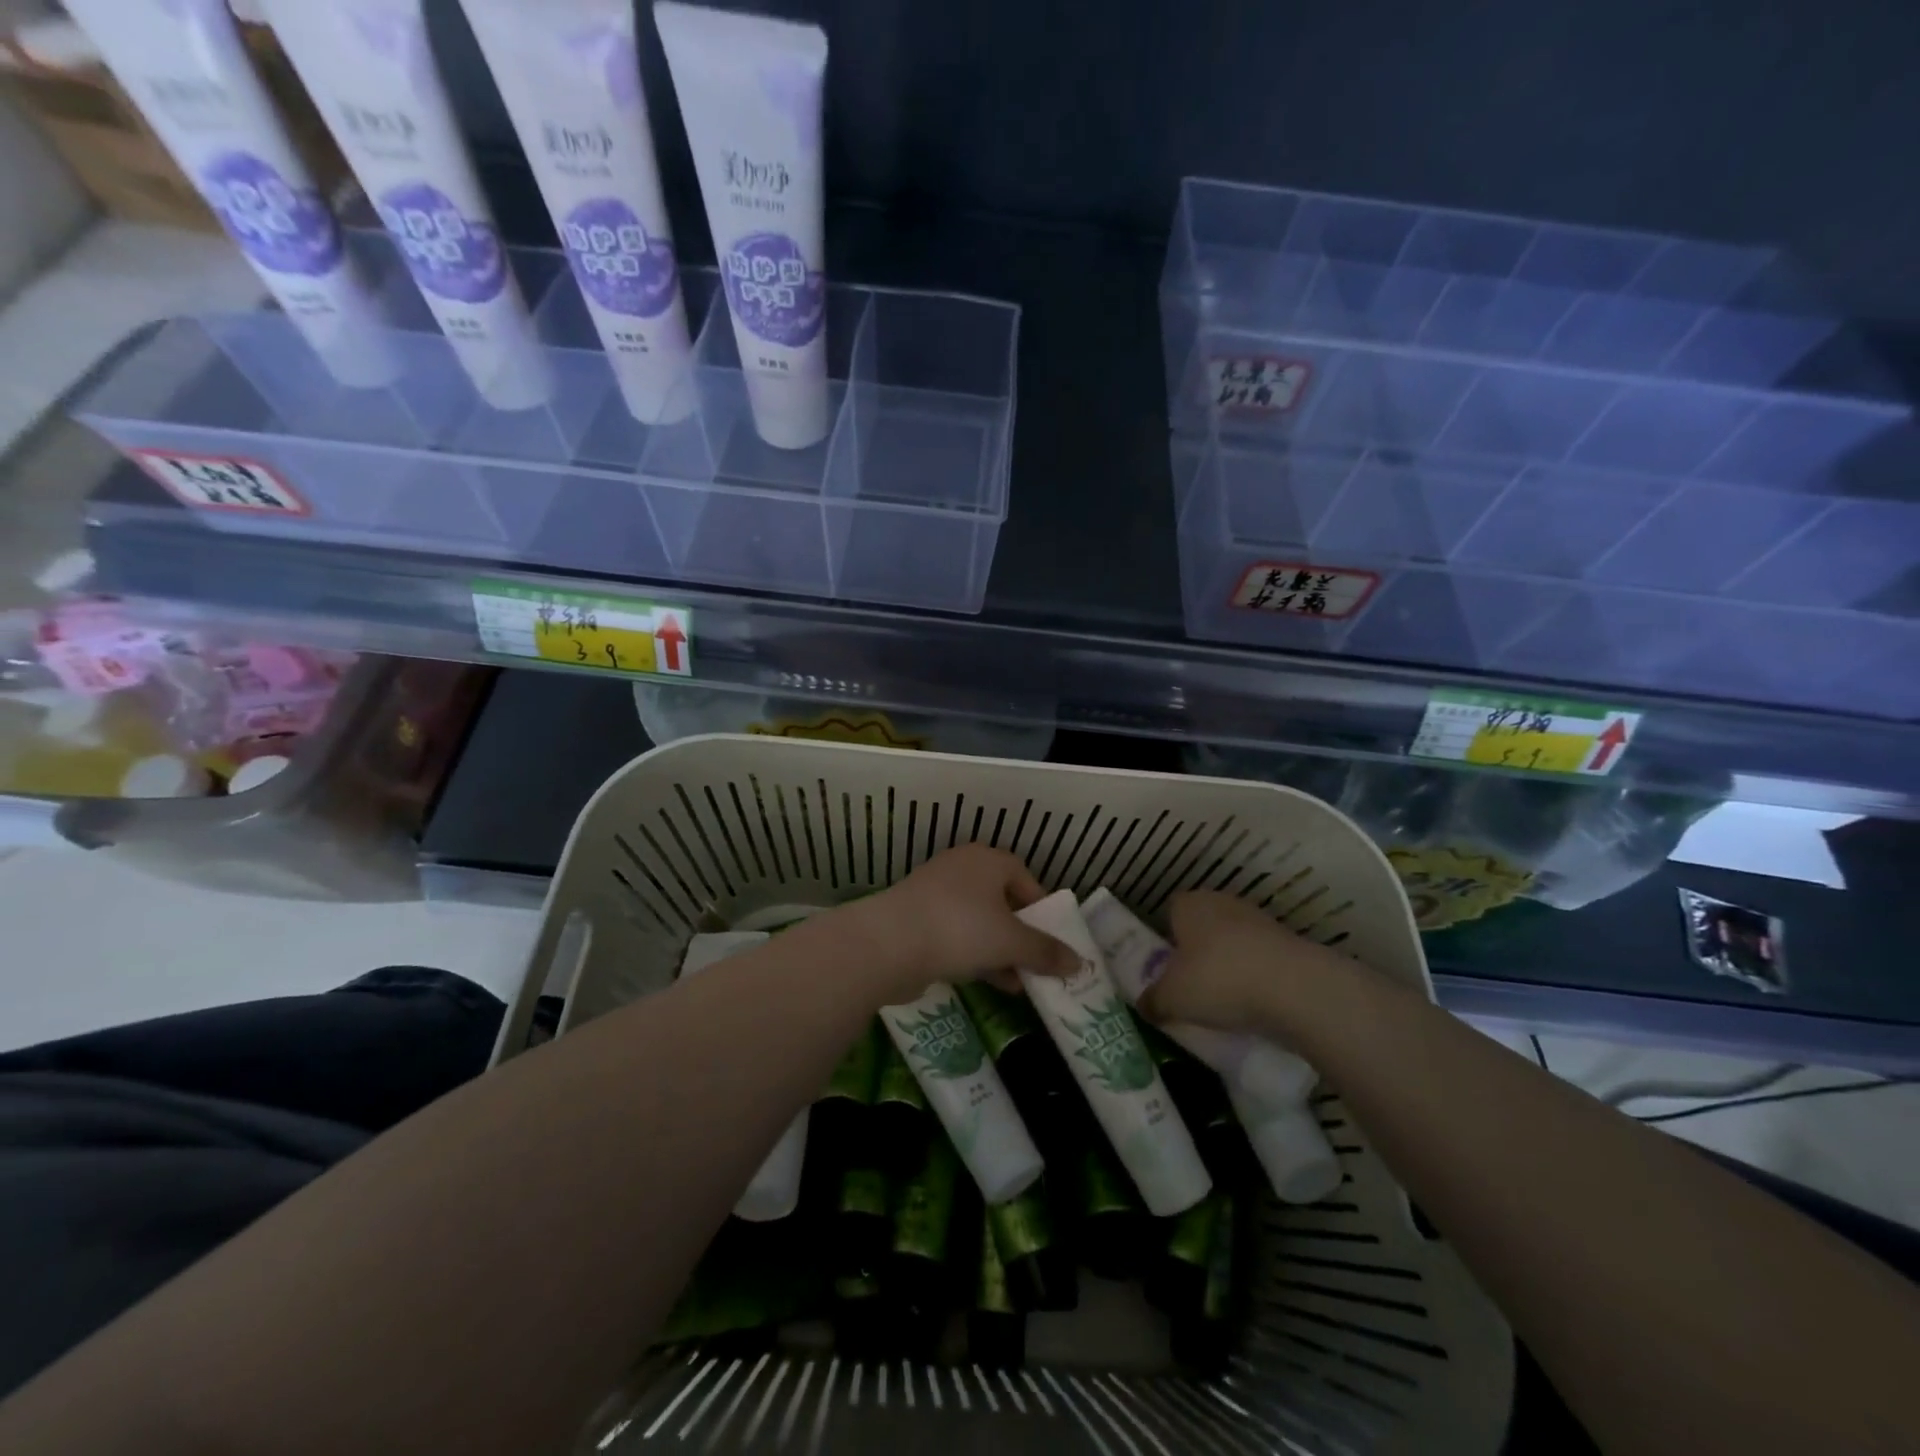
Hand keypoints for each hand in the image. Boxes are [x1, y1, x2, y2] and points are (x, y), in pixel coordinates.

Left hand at [847, 844, 1079, 1003]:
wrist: (888, 943)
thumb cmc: (960, 928)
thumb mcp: (1011, 942)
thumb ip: (1045, 951)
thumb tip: (1079, 963)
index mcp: (987, 860)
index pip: (1025, 878)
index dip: (1042, 908)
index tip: (1052, 938)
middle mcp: (961, 869)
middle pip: (1002, 901)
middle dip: (1021, 935)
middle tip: (1037, 964)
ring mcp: (935, 894)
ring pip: (978, 921)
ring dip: (1000, 951)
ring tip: (1020, 984)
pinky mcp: (916, 920)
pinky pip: (955, 935)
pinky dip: (974, 955)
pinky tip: (989, 983)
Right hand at [1139, 890, 1360, 1033]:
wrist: (1296, 989)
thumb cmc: (1219, 980)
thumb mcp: (1172, 999)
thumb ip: (1153, 1000)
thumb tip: (1143, 1005)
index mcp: (1189, 904)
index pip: (1170, 910)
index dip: (1166, 936)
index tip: (1166, 966)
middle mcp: (1221, 902)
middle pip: (1202, 925)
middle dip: (1197, 951)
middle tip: (1191, 986)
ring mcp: (1259, 919)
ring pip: (1233, 941)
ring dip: (1229, 964)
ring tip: (1224, 1000)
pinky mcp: (1288, 941)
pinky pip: (1260, 958)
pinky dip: (1256, 976)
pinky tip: (1254, 1003)